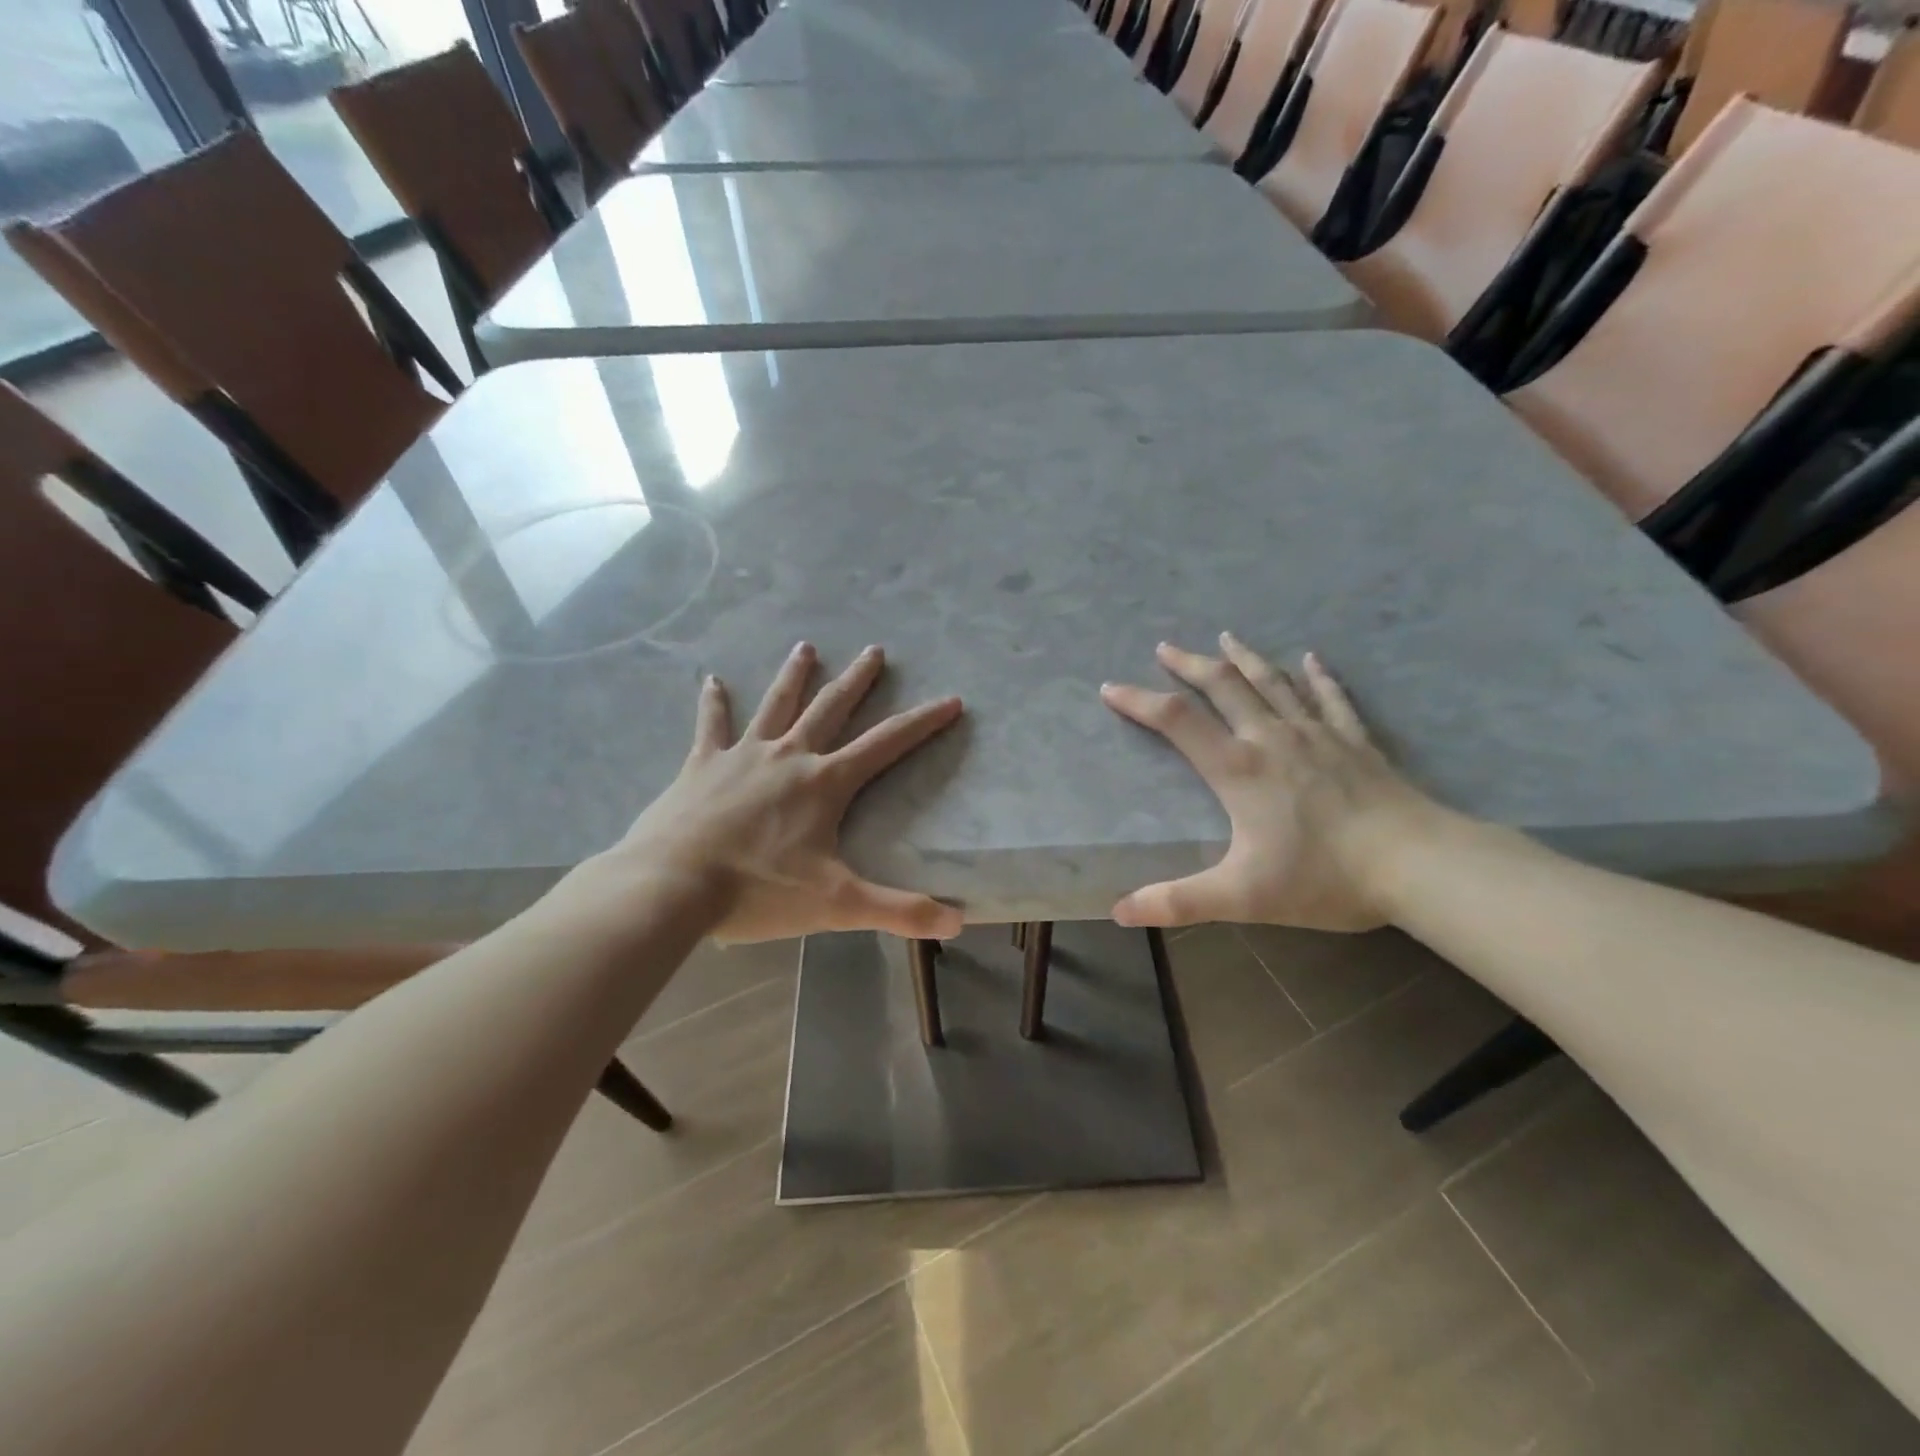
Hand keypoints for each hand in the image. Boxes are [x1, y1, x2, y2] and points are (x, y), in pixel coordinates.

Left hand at [592, 642, 965, 943]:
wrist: (672, 885)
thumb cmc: (758, 890)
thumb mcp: (837, 904)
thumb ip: (899, 911)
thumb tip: (957, 924)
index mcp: (825, 783)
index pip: (887, 744)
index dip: (922, 722)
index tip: (951, 700)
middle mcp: (789, 756)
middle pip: (831, 708)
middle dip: (858, 680)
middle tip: (875, 650)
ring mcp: (743, 756)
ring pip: (776, 705)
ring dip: (794, 676)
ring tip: (805, 647)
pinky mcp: (702, 766)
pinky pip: (711, 726)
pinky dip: (713, 703)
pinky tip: (711, 680)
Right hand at [1101, 634, 1445, 931]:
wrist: (1418, 865)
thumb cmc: (1323, 876)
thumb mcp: (1241, 896)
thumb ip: (1178, 902)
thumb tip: (1119, 911)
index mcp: (1238, 768)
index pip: (1176, 720)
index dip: (1139, 701)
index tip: (1110, 687)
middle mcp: (1271, 738)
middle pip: (1223, 686)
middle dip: (1189, 665)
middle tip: (1165, 648)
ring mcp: (1317, 734)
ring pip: (1272, 682)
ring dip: (1243, 659)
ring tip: (1225, 638)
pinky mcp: (1355, 741)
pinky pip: (1330, 698)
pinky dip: (1317, 675)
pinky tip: (1311, 658)